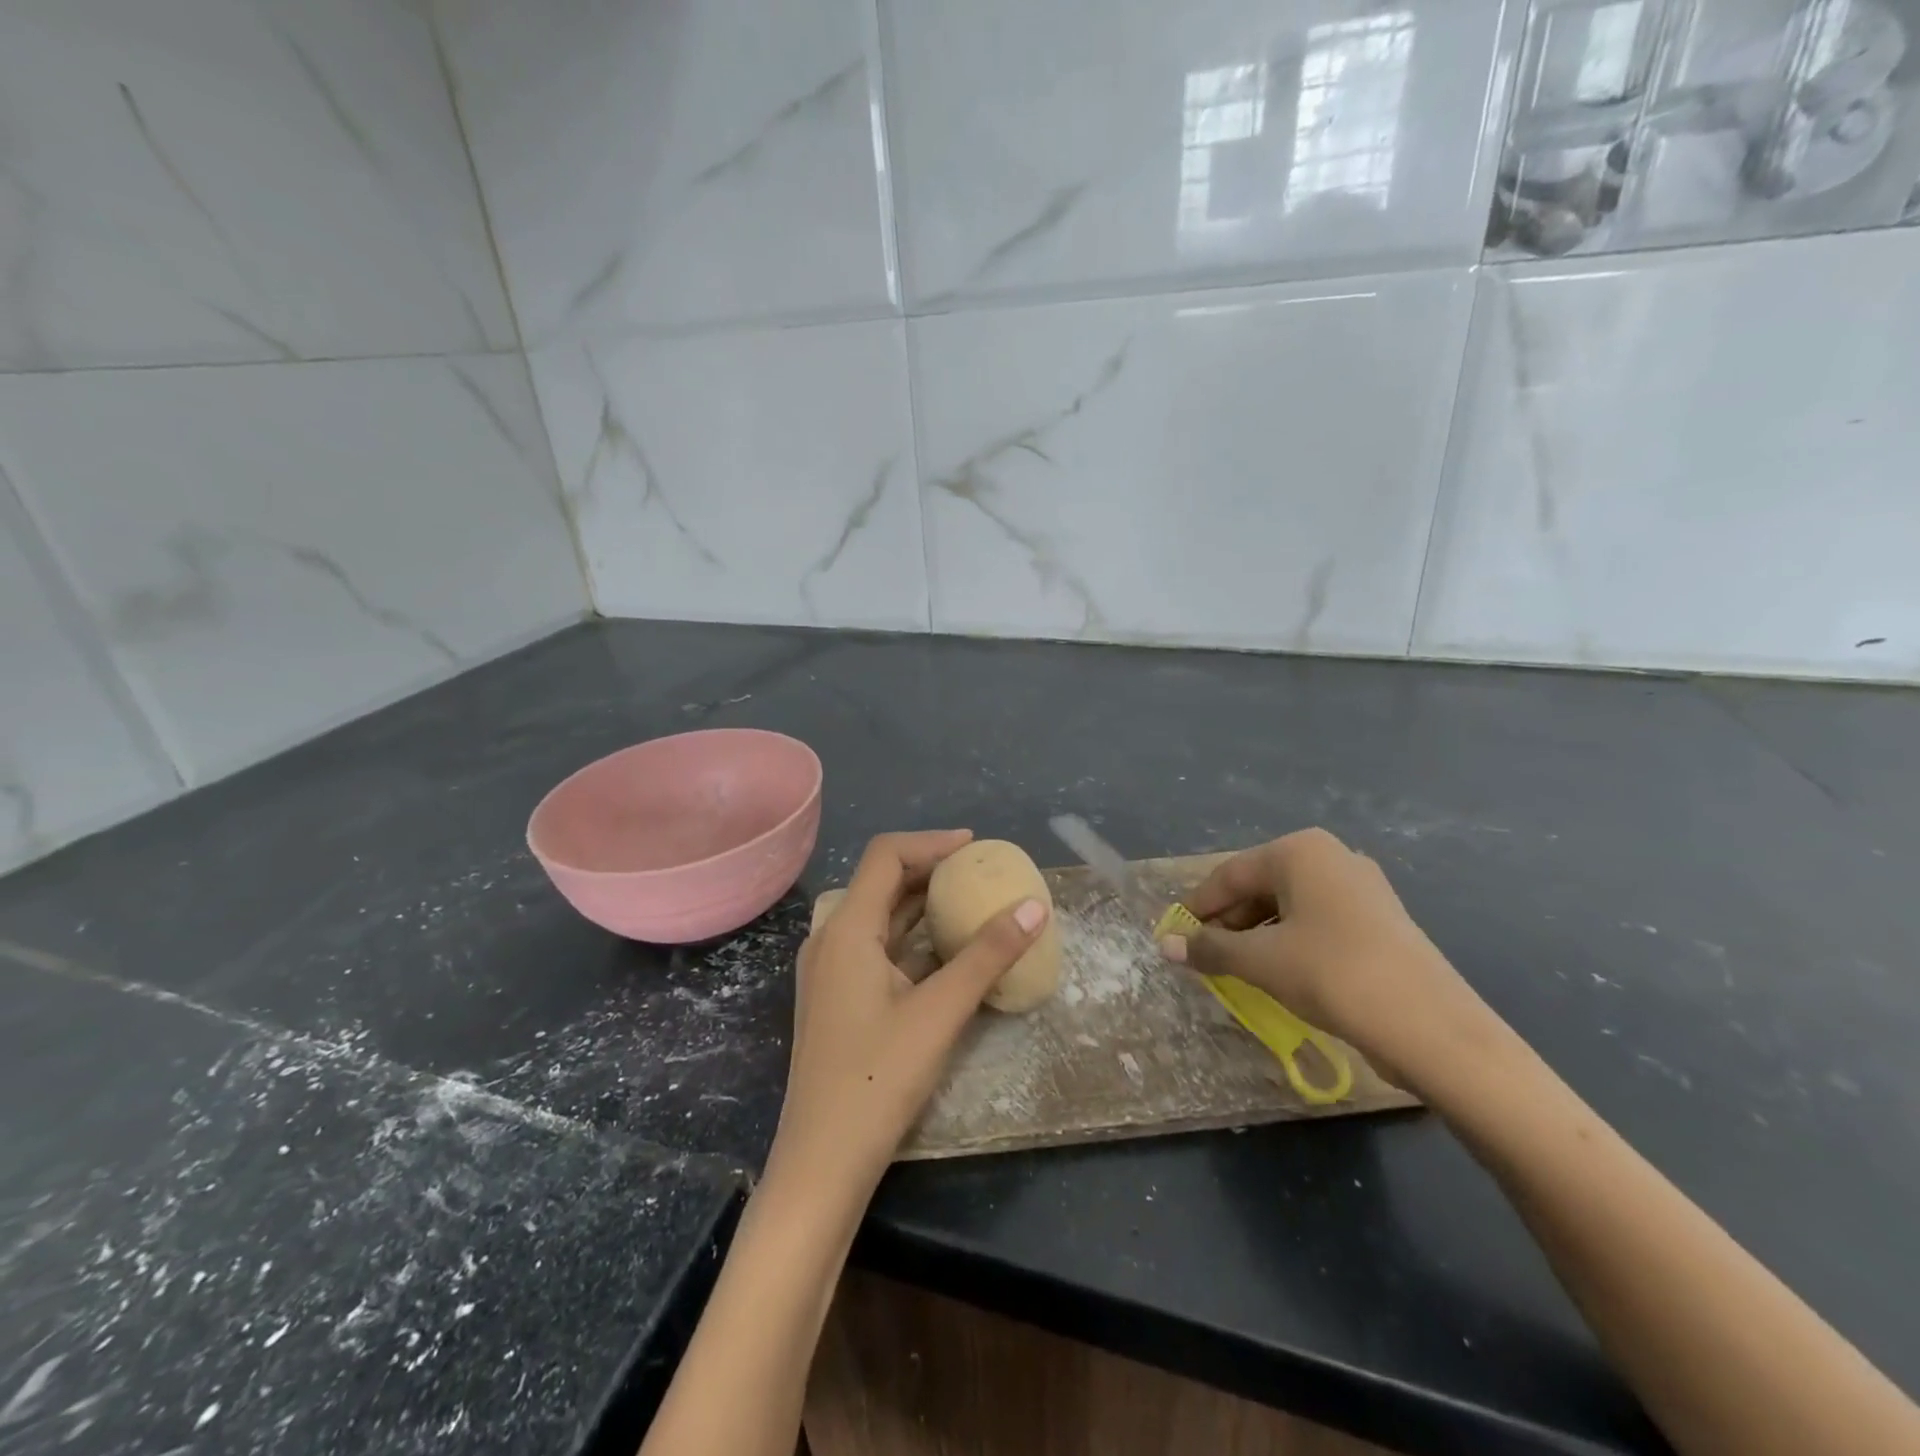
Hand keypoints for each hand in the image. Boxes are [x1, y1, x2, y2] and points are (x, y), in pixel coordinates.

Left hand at [768, 830, 1049, 1201]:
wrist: (822, 1163)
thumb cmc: (877, 1079)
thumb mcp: (940, 1012)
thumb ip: (987, 956)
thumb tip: (1034, 907)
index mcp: (847, 928)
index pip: (886, 856)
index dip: (931, 843)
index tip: (975, 847)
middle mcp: (831, 939)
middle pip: (881, 883)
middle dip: (930, 871)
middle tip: (980, 875)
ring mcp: (831, 972)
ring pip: (880, 918)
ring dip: (922, 906)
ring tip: (971, 904)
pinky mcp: (838, 999)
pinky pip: (877, 949)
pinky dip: (912, 939)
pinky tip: (947, 952)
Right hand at [1158, 828, 1498, 1090]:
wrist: (1431, 1026)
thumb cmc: (1332, 974)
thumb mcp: (1260, 961)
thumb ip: (1210, 948)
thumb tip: (1166, 945)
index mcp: (1299, 851)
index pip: (1230, 875)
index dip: (1197, 907)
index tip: (1174, 935)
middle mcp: (1331, 857)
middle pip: (1260, 886)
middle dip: (1228, 922)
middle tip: (1204, 956)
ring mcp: (1362, 887)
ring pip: (1289, 905)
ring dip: (1257, 934)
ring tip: (1237, 968)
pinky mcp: (1380, 919)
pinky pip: (1318, 921)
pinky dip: (1289, 941)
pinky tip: (1280, 971)